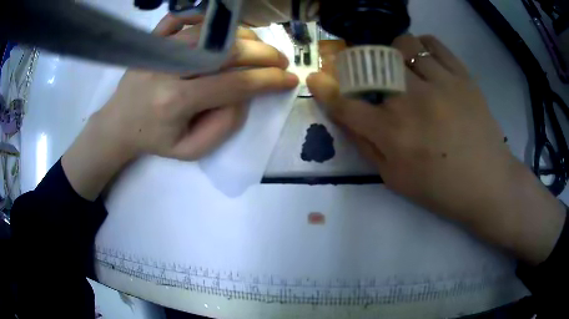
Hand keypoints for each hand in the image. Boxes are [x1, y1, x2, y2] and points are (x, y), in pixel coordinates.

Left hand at [99, 14, 297, 160]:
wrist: (118, 125)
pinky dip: (203, 18)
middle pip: (225, 51)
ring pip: (209, 31)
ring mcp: (157, 50)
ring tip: (256, 47)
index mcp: (175, 102)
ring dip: (241, 35)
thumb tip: (246, 94)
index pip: (234, 85)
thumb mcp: (190, 150)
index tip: (290, 79)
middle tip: (281, 60)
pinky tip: (219, 29)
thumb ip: (223, 126)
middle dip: (263, 54)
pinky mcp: (151, 42)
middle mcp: (167, 69)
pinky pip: (180, 19)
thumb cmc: (154, 140)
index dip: (268, 81)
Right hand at [308, 34, 564, 264]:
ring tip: (402, 67)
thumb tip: (346, 117)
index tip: (315, 78)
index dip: (325, 89)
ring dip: (394, 53)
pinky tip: (423, 58)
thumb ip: (367, 146)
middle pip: (373, 63)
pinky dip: (422, 45)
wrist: (488, 183)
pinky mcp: (462, 76)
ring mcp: (440, 83)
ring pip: (404, 45)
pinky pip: (434, 44)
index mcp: (393, 133)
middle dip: (361, 64)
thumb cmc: (441, 189)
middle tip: (368, 73)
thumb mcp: (395, 180)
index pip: (346, 104)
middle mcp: (412, 101)